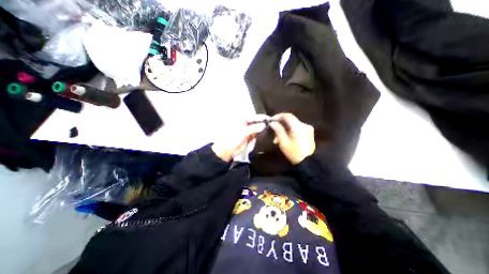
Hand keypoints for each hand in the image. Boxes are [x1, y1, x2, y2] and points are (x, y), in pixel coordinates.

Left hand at [212, 114, 270, 161]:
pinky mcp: (249, 137)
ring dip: (262, 128)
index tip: (269, 118)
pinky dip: (261, 133)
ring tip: (271, 128)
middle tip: (272, 123)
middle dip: (263, 122)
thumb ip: (254, 128)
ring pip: (257, 127)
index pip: (253, 117)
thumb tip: (263, 125)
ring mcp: (247, 130)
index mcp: (241, 120)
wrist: (227, 151)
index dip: (261, 117)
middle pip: (256, 122)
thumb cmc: (231, 139)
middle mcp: (245, 124)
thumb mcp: (242, 132)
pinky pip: (256, 133)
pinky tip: (266, 132)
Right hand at [270, 112, 315, 163]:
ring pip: (292, 125)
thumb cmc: (294, 153)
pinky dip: (290, 132)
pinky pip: (297, 129)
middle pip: (290, 121)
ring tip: (277, 139)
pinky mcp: (308, 133)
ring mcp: (307, 129)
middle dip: (280, 125)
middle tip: (273, 132)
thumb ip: (278, 130)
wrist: (308, 162)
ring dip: (284, 130)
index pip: (288, 116)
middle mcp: (304, 125)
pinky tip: (285, 139)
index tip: (271, 120)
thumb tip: (273, 123)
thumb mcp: (283, 142)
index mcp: (298, 127)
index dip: (278, 116)